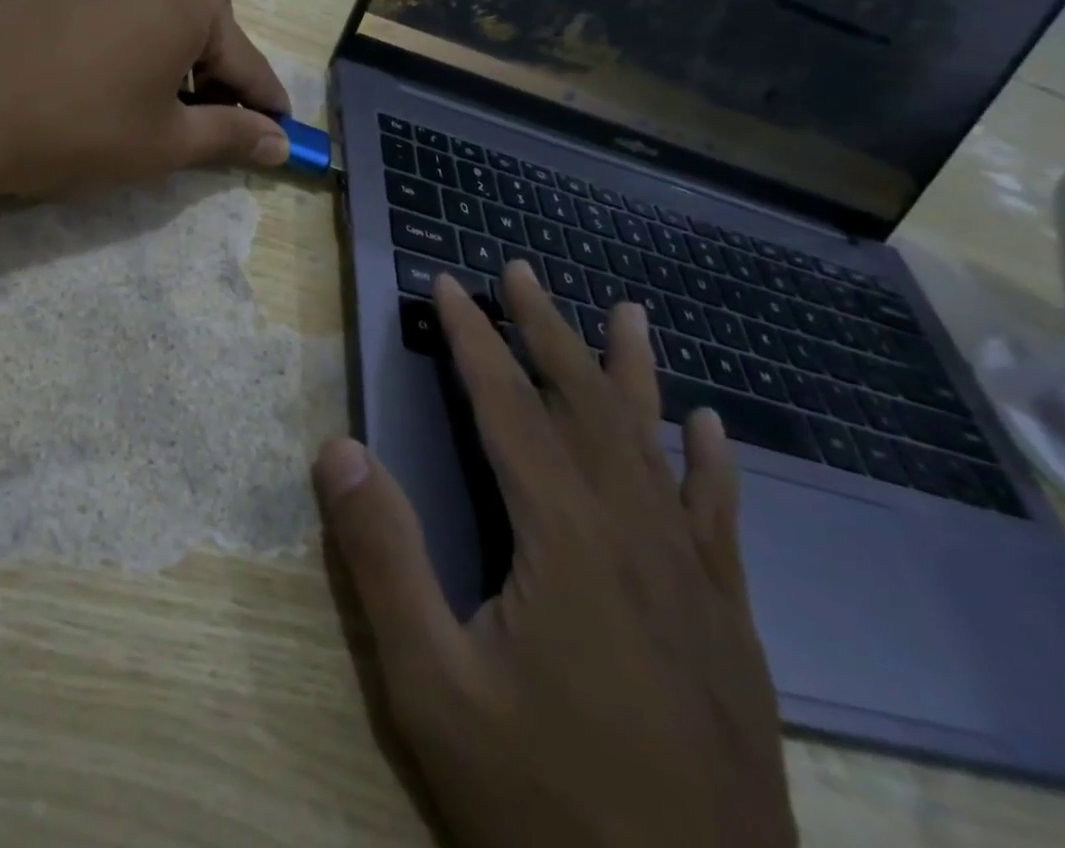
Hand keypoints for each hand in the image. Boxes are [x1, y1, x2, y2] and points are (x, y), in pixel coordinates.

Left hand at [0, 0, 290, 199]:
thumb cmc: (77, 126)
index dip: (264, 102)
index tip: (282, 130)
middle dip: (214, 78)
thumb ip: (231, 135)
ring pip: (160, 17)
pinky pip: (120, 10)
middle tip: (210, 127)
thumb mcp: (164, 141)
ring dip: (173, 61)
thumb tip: (283, 143)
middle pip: (204, 28)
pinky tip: (115, 83)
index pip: (245, 60)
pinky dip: (134, 45)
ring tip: (158, 110)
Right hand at [315, 264, 796, 847]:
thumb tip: (337, 447)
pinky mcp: (727, 627)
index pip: (507, 407)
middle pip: (585, 404)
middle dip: (546, 330)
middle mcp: (635, 537)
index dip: (475, 338)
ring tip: (626, 312)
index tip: (448, 285)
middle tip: (520, 270)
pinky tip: (707, 427)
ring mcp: (692, 581)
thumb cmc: (543, 808)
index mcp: (564, 540)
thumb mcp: (431, 687)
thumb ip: (383, 557)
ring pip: (655, 444)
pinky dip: (708, 461)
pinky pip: (718, 517)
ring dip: (631, 369)